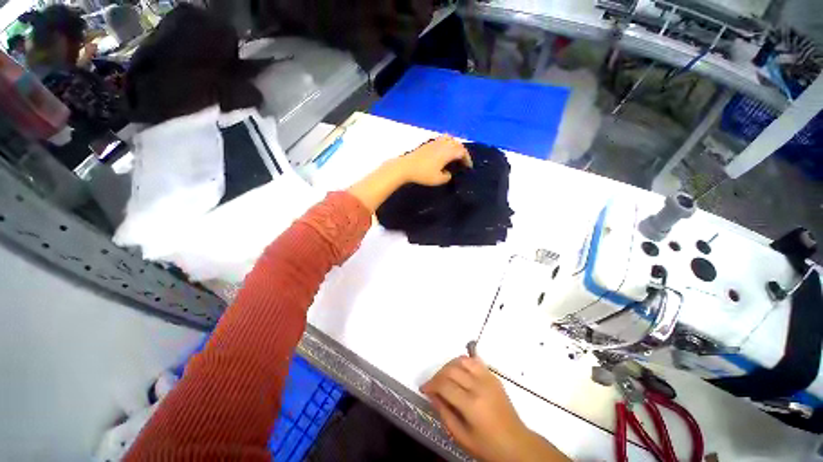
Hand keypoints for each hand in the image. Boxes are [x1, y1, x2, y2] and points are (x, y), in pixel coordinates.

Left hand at [397, 135, 471, 185]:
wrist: (406, 167)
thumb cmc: (423, 174)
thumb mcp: (438, 180)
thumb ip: (447, 176)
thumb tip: (448, 173)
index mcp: (448, 152)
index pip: (462, 152)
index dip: (467, 159)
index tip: (468, 167)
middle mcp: (443, 144)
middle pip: (457, 143)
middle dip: (462, 152)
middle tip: (463, 161)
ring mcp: (435, 142)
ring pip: (450, 139)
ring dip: (455, 145)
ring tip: (454, 154)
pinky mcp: (428, 143)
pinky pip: (442, 139)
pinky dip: (447, 144)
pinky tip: (443, 152)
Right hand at [421, 356, 567, 461]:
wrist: (517, 444)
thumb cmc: (488, 446)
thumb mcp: (462, 437)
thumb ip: (444, 414)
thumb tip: (432, 394)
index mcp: (472, 405)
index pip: (444, 385)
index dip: (431, 384)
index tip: (424, 388)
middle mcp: (479, 386)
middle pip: (451, 370)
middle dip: (437, 375)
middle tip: (433, 385)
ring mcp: (488, 378)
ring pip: (462, 360)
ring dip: (449, 366)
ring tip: (444, 377)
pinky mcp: (493, 376)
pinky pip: (474, 361)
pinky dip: (462, 363)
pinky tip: (459, 372)